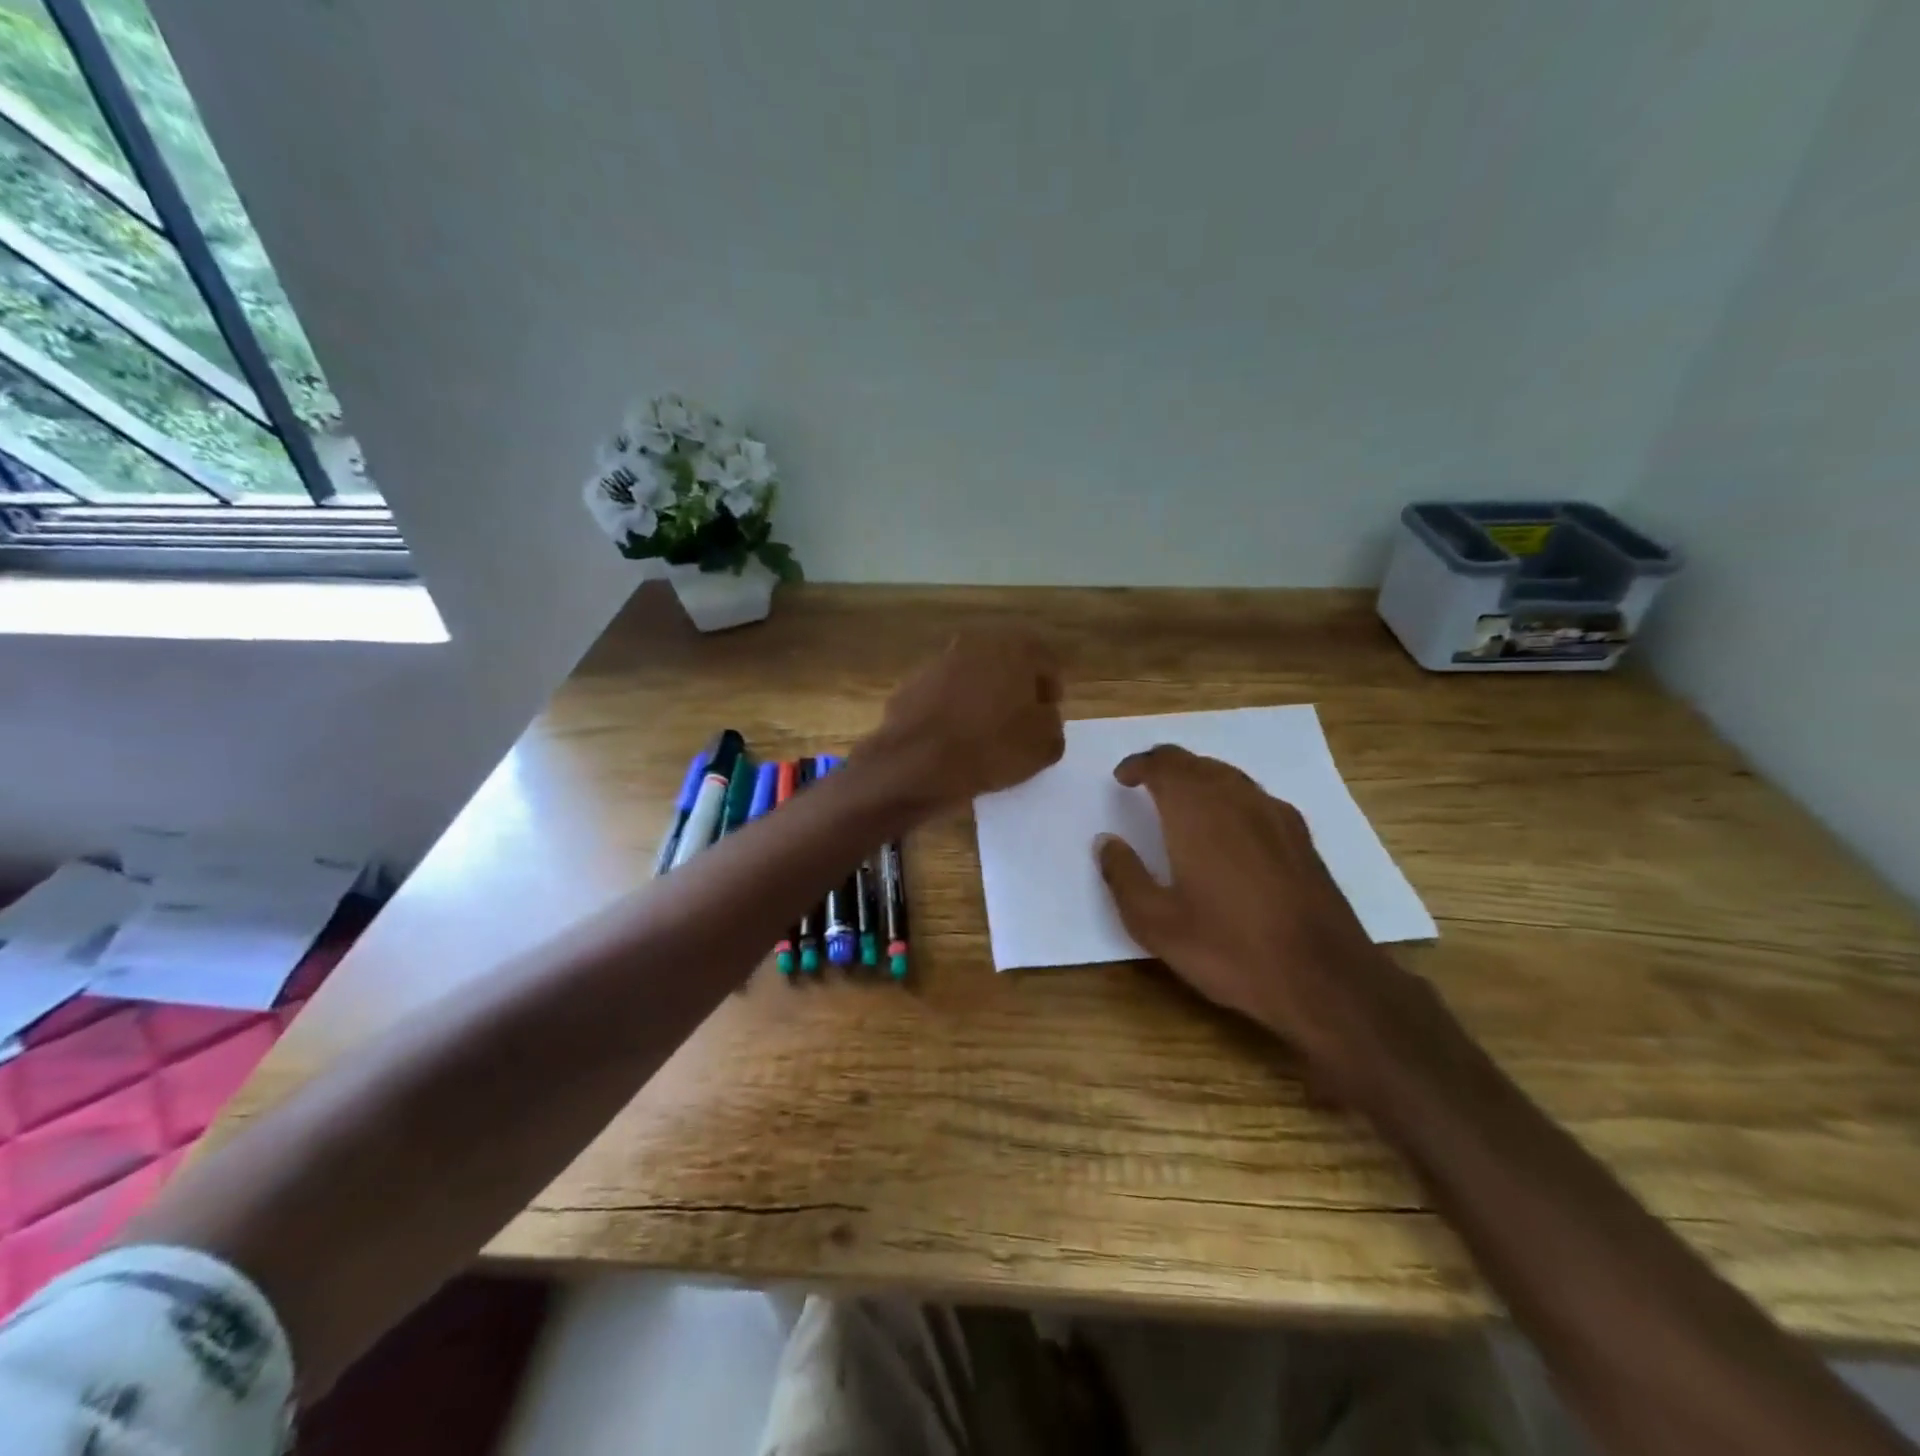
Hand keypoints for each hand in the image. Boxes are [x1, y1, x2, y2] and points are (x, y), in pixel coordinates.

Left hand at [856, 630, 1065, 811]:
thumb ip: (1052, 725)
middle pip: (1006, 666)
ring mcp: (938, 662)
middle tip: (1017, 726)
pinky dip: (950, 713)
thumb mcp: (1045, 746)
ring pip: (971, 679)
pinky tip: (952, 742)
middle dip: (1014, 692)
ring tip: (983, 737)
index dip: (1051, 694)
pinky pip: (942, 697)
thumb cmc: (992, 747)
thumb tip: (1041, 720)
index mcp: (1015, 647)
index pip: (1046, 664)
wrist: (917, 762)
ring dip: (980, 700)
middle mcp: (975, 643)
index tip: (1046, 722)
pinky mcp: (910, 685)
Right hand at [1094, 745, 1441, 1105]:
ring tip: (1179, 804)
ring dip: (1198, 779)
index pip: (1164, 763)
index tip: (1121, 778)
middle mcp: (1237, 799)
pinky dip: (1229, 798)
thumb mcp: (1156, 924)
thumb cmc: (1229, 949)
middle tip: (1145, 786)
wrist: (1325, 978)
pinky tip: (1228, 830)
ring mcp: (1276, 815)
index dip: (1139, 765)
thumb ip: (1124, 876)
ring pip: (1229, 776)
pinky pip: (1254, 798)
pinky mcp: (1301, 838)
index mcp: (1197, 811)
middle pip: (1197, 763)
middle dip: (1167, 768)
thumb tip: (1106, 842)